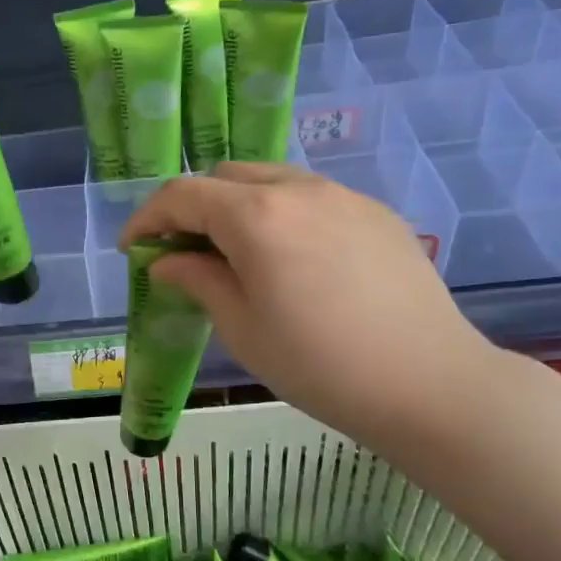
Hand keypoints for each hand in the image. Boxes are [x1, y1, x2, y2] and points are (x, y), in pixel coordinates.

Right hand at [118, 163, 498, 448]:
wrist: (429, 384)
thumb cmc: (318, 365)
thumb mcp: (242, 328)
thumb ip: (198, 280)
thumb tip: (167, 261)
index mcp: (256, 216)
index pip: (182, 196)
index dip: (147, 218)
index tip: (131, 248)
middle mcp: (298, 189)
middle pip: (225, 177)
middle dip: (192, 207)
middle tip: (181, 251)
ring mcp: (344, 196)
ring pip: (271, 181)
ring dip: (237, 206)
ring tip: (233, 253)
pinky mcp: (376, 213)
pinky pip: (311, 198)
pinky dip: (281, 214)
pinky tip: (290, 259)